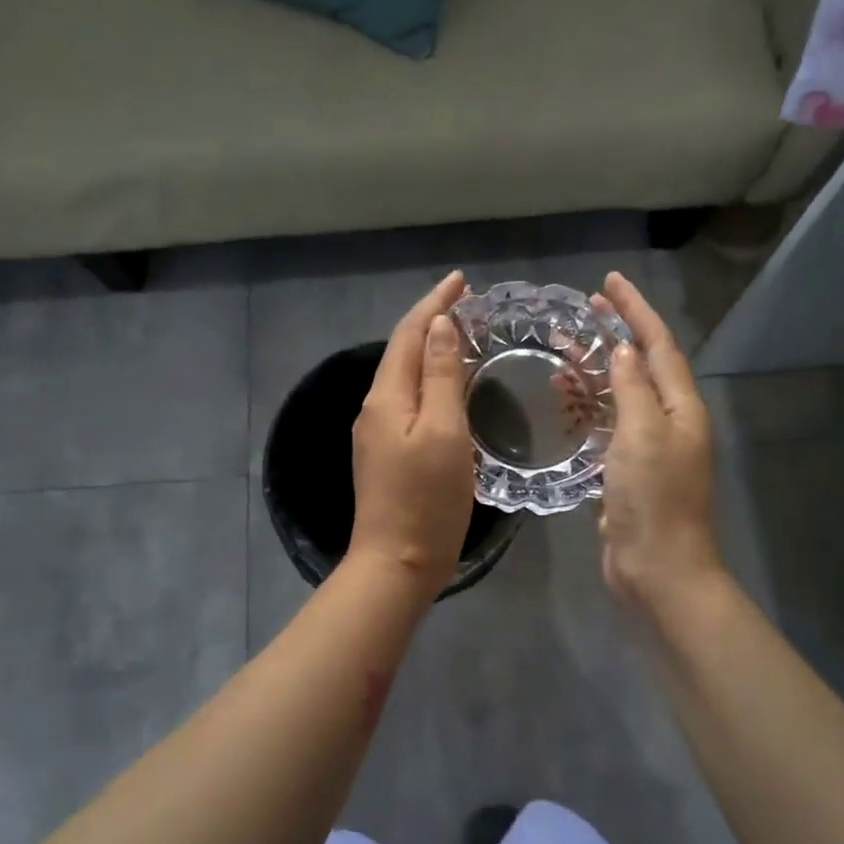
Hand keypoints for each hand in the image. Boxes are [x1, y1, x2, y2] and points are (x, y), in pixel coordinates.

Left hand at [349, 272, 476, 597]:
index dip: (434, 304)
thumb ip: (440, 378)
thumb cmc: (427, 500)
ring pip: (404, 376)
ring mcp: (377, 433)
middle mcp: (375, 408)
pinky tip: (448, 384)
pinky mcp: (386, 453)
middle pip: (401, 351)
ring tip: (462, 335)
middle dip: (431, 321)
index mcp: (387, 398)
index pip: (408, 334)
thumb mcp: (444, 434)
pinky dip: (428, 380)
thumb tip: (439, 327)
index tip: (461, 280)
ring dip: (429, 349)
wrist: (395, 563)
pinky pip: (408, 400)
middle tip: (468, 304)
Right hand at [593, 272, 721, 605]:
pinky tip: (564, 399)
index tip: (609, 282)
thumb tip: (624, 350)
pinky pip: (607, 425)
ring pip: (620, 395)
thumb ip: (633, 389)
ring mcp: (648, 446)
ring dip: (595, 370)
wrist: (657, 568)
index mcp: (680, 407)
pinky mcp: (627, 470)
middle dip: (615, 334)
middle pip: (641, 365)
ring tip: (562, 348)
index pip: (658, 344)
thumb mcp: (643, 435)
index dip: (635, 311)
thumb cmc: (653, 499)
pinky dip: (587, 407)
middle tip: (583, 309)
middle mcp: (668, 420)